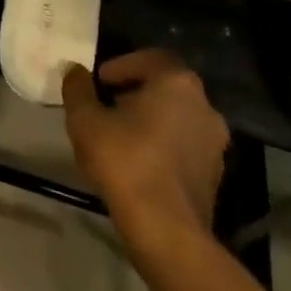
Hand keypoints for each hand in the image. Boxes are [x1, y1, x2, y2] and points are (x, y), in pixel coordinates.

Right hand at [62, 50, 228, 241]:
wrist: (168, 232)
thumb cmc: (125, 162)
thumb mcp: (86, 120)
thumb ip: (78, 89)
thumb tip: (75, 71)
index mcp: (177, 83)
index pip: (150, 58)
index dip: (122, 66)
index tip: (101, 82)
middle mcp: (204, 105)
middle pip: (165, 88)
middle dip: (135, 94)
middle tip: (107, 108)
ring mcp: (214, 142)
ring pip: (177, 118)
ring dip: (150, 121)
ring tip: (120, 139)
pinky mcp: (215, 175)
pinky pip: (185, 147)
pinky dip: (163, 147)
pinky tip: (139, 165)